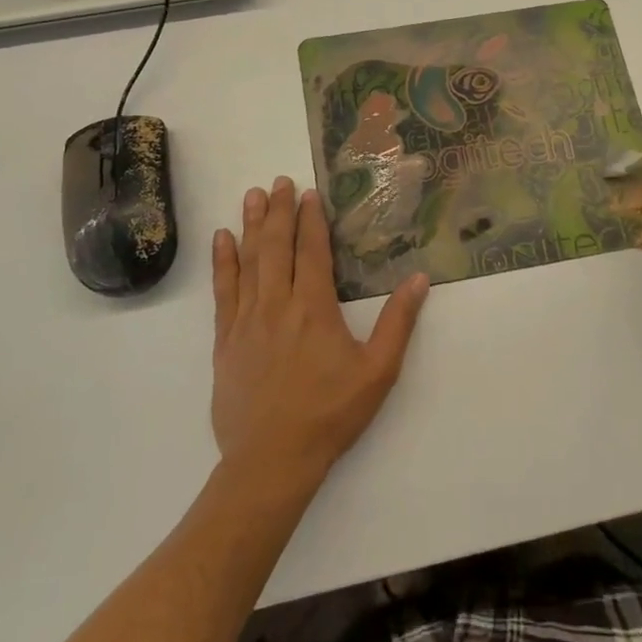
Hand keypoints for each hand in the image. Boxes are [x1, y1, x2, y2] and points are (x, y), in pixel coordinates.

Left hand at [211, 176, 429, 485]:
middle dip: (280, 211)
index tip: (311, 193)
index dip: (312, 220)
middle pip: (277, 247)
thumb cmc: (331, 414)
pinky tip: (223, 240)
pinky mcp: (225, 341)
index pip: (312, 251)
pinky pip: (222, 292)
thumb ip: (398, 322)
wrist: (272, 459)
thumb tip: (419, 278)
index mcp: (314, 308)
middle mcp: (277, 305)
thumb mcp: (378, 371)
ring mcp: (246, 321)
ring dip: (252, 226)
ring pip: (248, 262)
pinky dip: (223, 262)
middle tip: (280, 182)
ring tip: (253, 196)